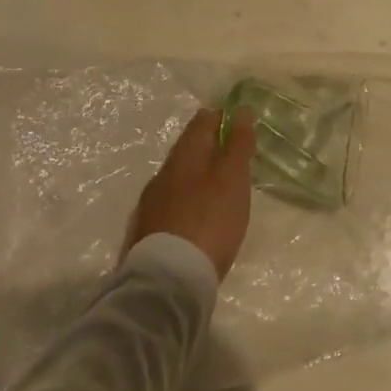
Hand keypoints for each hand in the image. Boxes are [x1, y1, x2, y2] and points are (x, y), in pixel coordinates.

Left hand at [124, 109, 256, 279]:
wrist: (168, 280)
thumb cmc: (209, 219)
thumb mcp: (232, 178)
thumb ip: (238, 144)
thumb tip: (241, 111)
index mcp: (184, 154)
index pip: (202, 121)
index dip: (223, 118)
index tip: (242, 127)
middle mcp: (163, 172)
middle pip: (189, 149)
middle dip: (211, 149)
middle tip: (236, 160)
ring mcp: (152, 203)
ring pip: (180, 178)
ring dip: (199, 178)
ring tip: (222, 191)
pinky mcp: (148, 231)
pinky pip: (173, 204)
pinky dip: (189, 203)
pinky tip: (200, 218)